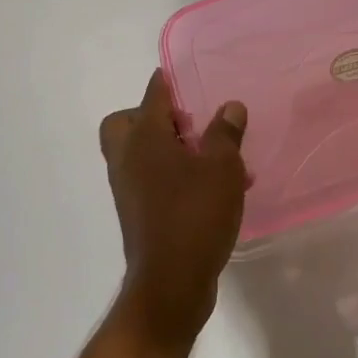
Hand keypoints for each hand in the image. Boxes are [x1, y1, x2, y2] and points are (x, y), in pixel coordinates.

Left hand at [99, 71, 248, 352]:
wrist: (171, 284)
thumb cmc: (195, 215)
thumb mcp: (221, 168)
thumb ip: (225, 133)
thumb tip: (230, 106)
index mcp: (144, 139)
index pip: (152, 95)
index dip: (167, 81)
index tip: (182, 74)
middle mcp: (128, 160)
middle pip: (127, 123)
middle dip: (154, 117)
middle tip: (188, 124)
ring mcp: (129, 189)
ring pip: (141, 154)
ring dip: (171, 149)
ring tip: (215, 158)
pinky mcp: (139, 214)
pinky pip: (153, 181)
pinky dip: (174, 176)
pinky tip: (213, 189)